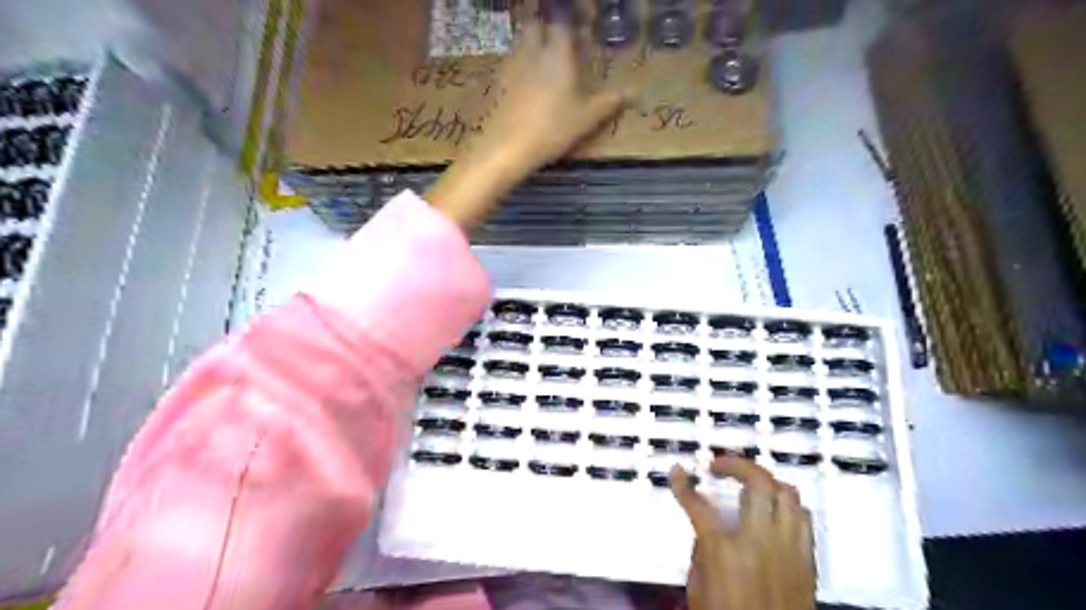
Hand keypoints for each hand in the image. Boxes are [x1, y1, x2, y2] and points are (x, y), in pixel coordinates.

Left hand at [474, 11, 628, 174]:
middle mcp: (532, 52)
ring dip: (533, 47)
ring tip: (545, 67)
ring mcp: (512, 66)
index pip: (562, 23)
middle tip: (560, 47)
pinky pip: (511, 65)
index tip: (580, 34)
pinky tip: (527, 88)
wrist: (508, 146)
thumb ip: (608, 103)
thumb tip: (630, 93)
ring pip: (522, 44)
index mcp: (557, 53)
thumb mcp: (586, 119)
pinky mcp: (498, 83)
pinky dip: (520, 68)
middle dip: (547, 30)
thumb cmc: (553, 128)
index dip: (571, 25)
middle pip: (536, 26)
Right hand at [672, 460, 815, 609]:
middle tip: (719, 465)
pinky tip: (774, 511)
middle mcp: (759, 541)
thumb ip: (702, 550)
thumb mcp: (698, 588)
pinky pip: (803, 518)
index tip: (677, 471)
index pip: (698, 505)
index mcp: (723, 550)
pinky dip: (787, 506)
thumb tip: (707, 528)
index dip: (682, 485)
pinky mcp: (807, 560)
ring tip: (749, 484)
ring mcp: (788, 548)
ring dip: (765, 481)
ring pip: (786, 493)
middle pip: (756, 482)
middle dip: (735, 464)